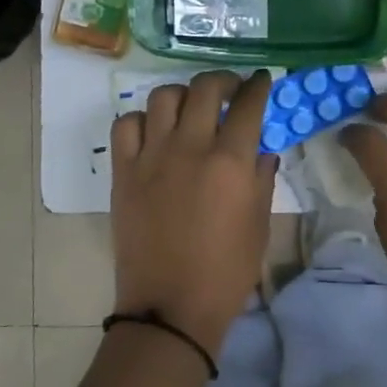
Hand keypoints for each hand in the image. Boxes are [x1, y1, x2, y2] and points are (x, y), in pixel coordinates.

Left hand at [110, 70, 278, 354]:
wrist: (170, 306)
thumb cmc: (226, 270)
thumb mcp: (259, 224)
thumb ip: (262, 177)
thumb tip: (262, 147)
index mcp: (230, 161)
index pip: (248, 104)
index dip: (258, 86)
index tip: (262, 80)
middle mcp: (190, 147)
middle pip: (205, 88)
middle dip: (223, 80)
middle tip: (229, 90)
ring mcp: (152, 156)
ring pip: (164, 96)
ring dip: (183, 95)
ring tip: (190, 109)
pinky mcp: (124, 171)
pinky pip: (127, 124)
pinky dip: (142, 120)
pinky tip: (154, 133)